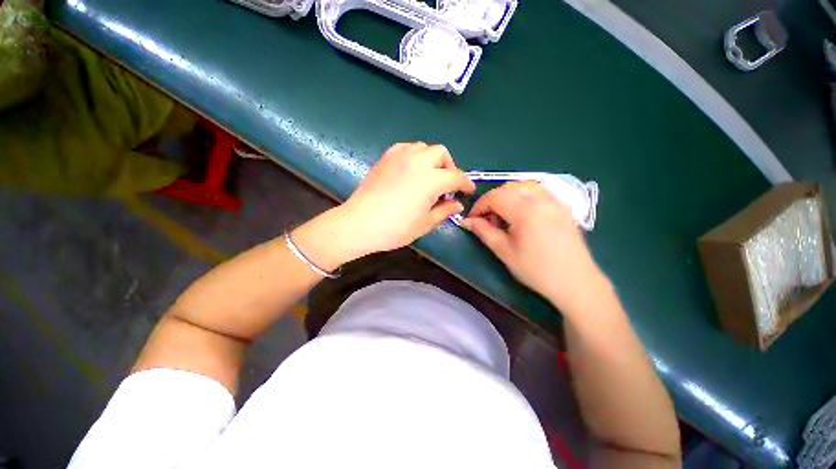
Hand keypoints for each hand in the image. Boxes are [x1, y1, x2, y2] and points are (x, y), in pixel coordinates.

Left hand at [293, 143, 474, 268]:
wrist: (360, 223)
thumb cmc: (396, 228)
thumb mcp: (425, 223)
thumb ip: (444, 211)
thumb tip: (457, 204)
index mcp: (432, 179)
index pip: (456, 176)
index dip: (466, 184)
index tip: (468, 191)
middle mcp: (418, 161)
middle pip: (441, 153)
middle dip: (449, 166)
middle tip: (446, 185)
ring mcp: (400, 156)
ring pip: (424, 147)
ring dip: (432, 159)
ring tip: (429, 176)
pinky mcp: (386, 157)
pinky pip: (407, 148)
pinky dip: (415, 155)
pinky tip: (411, 170)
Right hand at [461, 182, 608, 312]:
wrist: (576, 283)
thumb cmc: (536, 270)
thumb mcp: (504, 251)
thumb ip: (483, 231)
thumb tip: (466, 221)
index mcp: (525, 210)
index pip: (494, 197)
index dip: (479, 206)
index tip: (472, 219)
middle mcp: (541, 199)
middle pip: (509, 188)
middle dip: (492, 200)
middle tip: (487, 219)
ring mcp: (555, 201)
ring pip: (524, 186)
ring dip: (508, 195)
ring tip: (503, 214)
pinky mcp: (563, 207)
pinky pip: (539, 191)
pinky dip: (523, 196)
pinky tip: (521, 213)